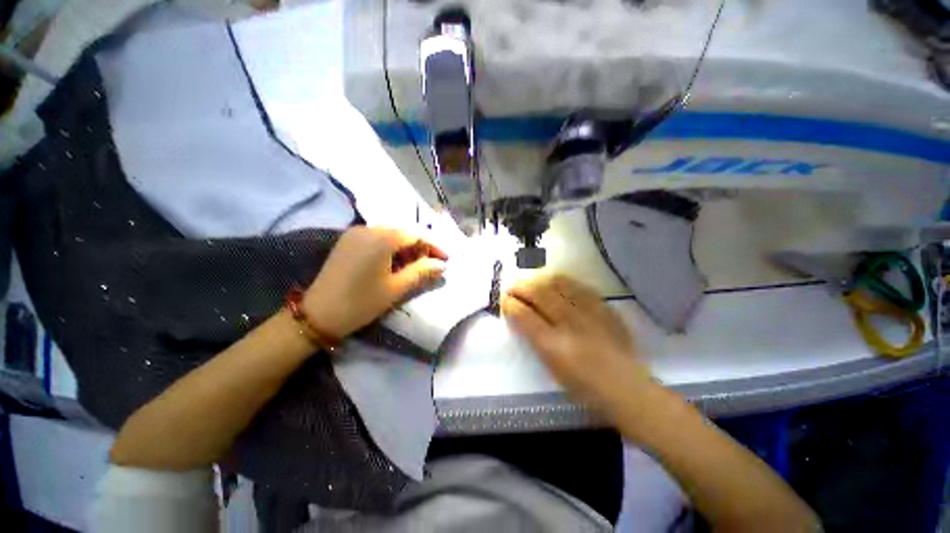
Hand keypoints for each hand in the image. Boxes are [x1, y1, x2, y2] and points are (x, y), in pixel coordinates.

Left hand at [303, 226, 447, 338]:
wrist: (318, 315)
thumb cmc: (362, 302)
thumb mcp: (397, 288)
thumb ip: (422, 271)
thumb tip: (442, 265)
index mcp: (381, 238)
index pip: (416, 235)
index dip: (433, 246)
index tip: (446, 260)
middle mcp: (368, 228)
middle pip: (403, 232)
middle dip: (420, 247)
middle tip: (431, 265)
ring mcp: (355, 233)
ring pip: (390, 235)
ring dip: (406, 248)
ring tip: (415, 266)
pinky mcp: (347, 241)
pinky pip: (376, 239)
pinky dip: (390, 248)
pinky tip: (395, 263)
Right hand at [501, 274, 650, 408]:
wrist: (626, 387)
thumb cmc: (583, 386)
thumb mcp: (551, 367)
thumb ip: (534, 338)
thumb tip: (519, 314)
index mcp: (554, 346)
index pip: (524, 315)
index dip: (510, 304)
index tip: (504, 299)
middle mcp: (570, 324)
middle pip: (539, 293)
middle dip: (520, 286)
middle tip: (513, 287)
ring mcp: (589, 312)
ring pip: (558, 283)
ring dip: (538, 278)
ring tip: (530, 280)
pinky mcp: (603, 307)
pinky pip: (578, 285)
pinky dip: (561, 280)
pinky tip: (554, 281)